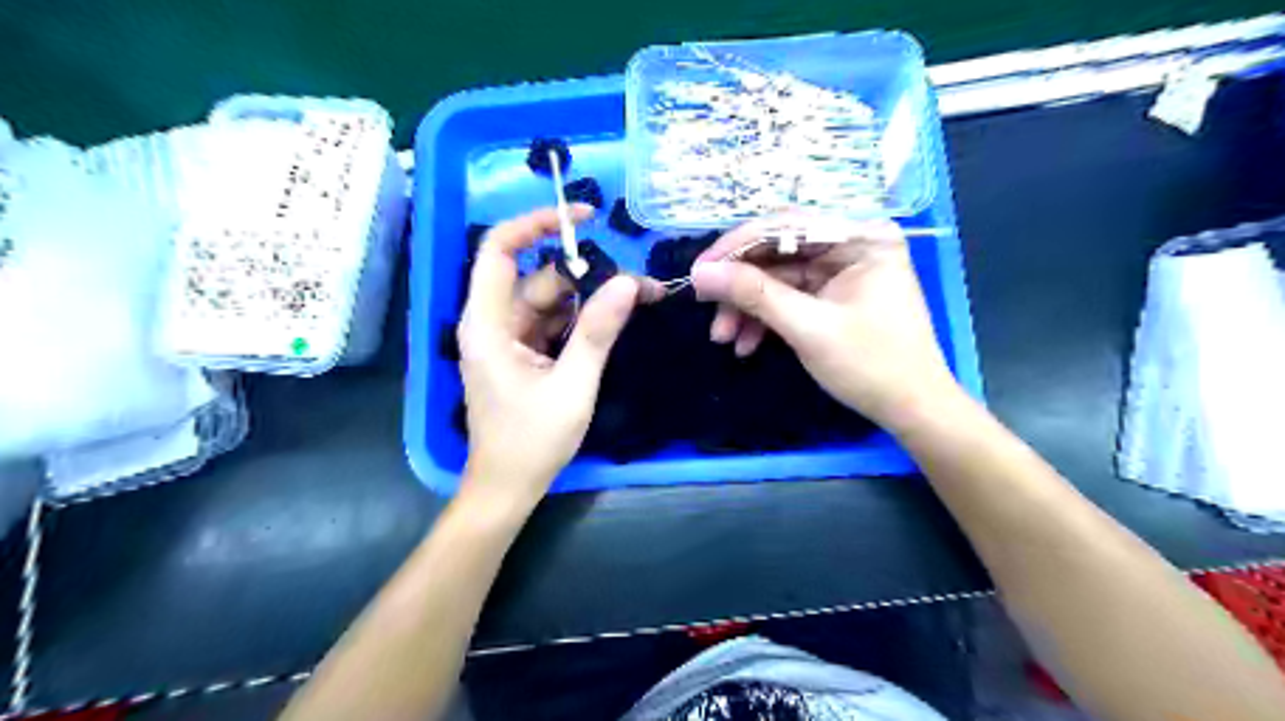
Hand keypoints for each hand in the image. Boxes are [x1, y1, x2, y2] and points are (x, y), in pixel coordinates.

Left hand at [456, 203, 652, 506]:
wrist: (507, 488)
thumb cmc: (532, 441)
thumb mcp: (573, 385)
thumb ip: (598, 331)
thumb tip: (628, 283)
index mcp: (487, 325)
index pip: (499, 251)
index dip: (535, 223)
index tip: (583, 216)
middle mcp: (490, 323)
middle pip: (536, 278)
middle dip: (585, 276)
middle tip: (638, 287)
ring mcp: (505, 339)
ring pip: (548, 301)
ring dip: (587, 301)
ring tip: (634, 304)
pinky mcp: (519, 353)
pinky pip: (549, 323)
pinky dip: (578, 321)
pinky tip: (608, 326)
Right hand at [692, 212, 962, 427]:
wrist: (911, 409)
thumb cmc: (872, 366)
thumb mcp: (809, 328)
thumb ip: (754, 295)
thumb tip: (701, 273)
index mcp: (860, 237)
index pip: (784, 224)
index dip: (735, 247)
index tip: (699, 273)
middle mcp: (850, 244)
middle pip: (776, 250)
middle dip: (740, 285)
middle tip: (707, 309)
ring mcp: (840, 270)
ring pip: (776, 277)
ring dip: (747, 307)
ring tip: (724, 338)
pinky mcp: (831, 294)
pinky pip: (787, 297)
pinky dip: (764, 319)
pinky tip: (745, 344)